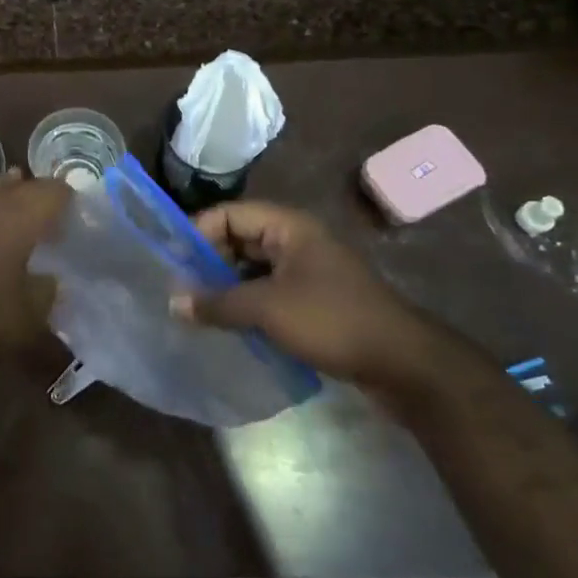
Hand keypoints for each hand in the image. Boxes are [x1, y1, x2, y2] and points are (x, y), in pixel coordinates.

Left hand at [0, 171, 71, 360]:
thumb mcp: (32, 318)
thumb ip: (46, 293)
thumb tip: (49, 280)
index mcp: (19, 220)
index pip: (51, 192)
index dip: (66, 197)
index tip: (75, 210)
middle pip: (16, 185)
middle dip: (34, 191)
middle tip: (47, 208)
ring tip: (10, 191)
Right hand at [179, 201, 445, 391]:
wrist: (405, 364)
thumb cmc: (332, 320)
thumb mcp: (267, 309)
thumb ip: (217, 303)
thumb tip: (172, 302)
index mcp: (288, 227)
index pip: (229, 214)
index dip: (198, 233)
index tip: (172, 262)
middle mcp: (296, 241)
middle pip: (240, 239)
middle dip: (208, 262)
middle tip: (180, 289)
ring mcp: (308, 271)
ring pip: (253, 268)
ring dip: (226, 286)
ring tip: (197, 309)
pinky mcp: (315, 300)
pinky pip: (269, 291)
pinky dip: (247, 303)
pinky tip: (229, 326)